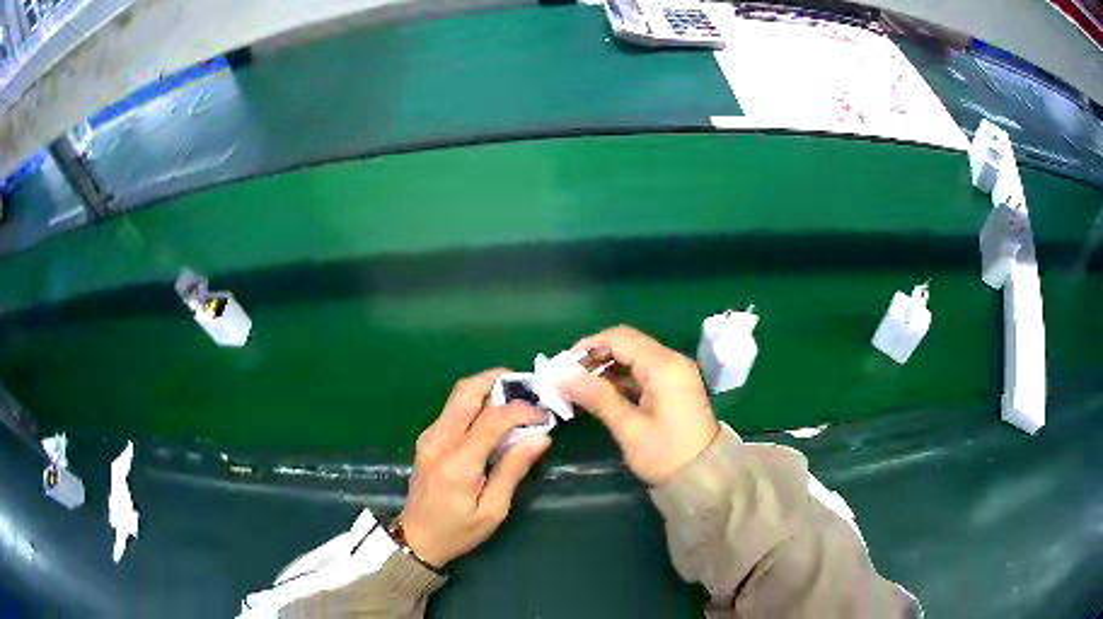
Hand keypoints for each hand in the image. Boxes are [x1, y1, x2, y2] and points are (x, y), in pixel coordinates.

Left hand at [400, 369, 551, 566]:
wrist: (416, 539)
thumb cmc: (457, 531)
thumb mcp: (493, 510)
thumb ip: (513, 470)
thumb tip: (541, 437)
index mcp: (457, 463)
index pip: (491, 419)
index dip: (521, 410)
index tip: (543, 415)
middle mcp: (438, 441)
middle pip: (467, 392)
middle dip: (499, 380)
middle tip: (528, 387)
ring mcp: (428, 436)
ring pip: (458, 395)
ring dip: (487, 388)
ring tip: (516, 397)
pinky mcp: (427, 438)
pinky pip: (452, 408)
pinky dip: (476, 402)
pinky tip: (495, 415)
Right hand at [561, 326, 719, 485]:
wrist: (703, 478)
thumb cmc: (665, 454)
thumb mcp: (629, 427)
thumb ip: (597, 396)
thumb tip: (562, 376)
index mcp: (663, 365)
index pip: (619, 338)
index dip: (587, 347)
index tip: (562, 367)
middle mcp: (671, 361)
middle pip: (626, 343)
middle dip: (595, 357)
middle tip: (568, 379)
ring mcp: (675, 373)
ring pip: (633, 357)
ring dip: (606, 368)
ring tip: (579, 389)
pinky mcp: (674, 386)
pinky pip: (642, 372)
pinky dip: (620, 379)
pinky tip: (601, 395)